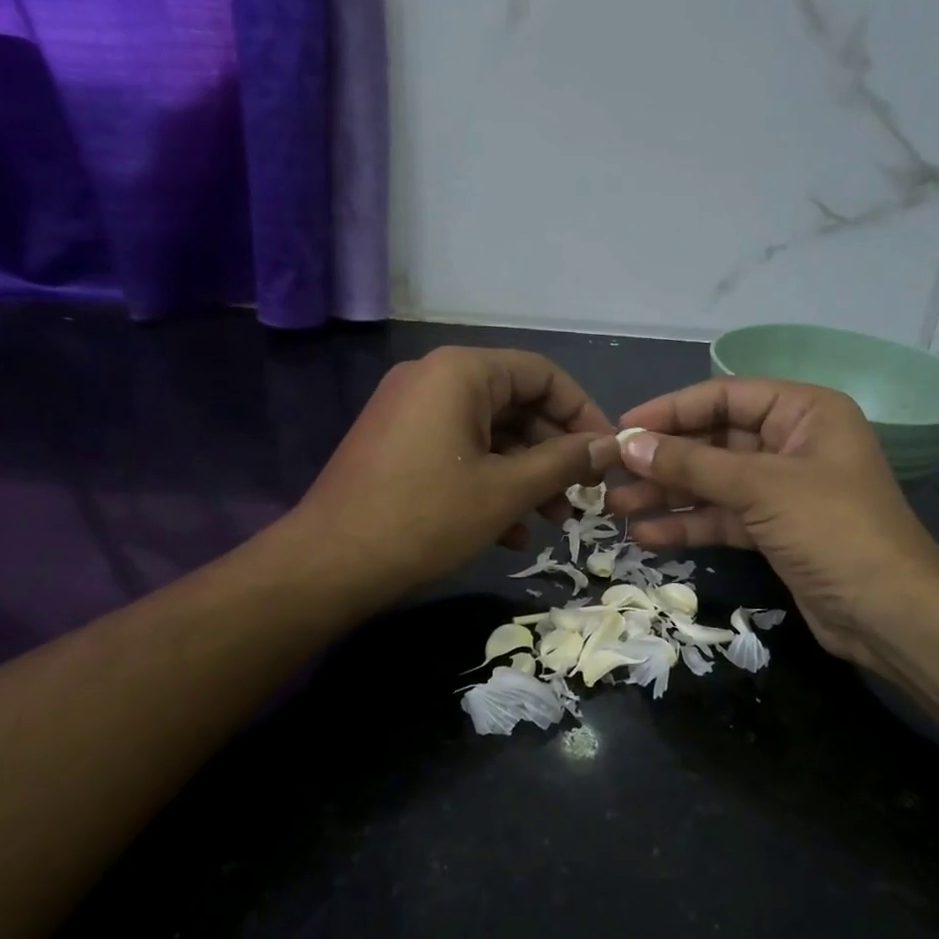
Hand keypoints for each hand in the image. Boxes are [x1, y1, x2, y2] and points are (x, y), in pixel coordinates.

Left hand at [284, 347, 618, 615]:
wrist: (328, 565)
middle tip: (584, 496)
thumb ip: (564, 462)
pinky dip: (490, 484)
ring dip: (527, 476)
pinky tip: (512, 533)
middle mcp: (434, 379)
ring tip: (555, 521)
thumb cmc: (426, 518)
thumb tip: (611, 446)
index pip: (542, 375)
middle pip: (516, 405)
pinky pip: (459, 452)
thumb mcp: (506, 491)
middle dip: (555, 453)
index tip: (607, 454)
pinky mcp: (398, 446)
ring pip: (489, 435)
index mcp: (461, 372)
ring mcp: (411, 413)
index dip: (583, 413)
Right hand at [606, 379, 938, 670]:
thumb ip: (693, 464)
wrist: (890, 614)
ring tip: (617, 508)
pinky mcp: (775, 531)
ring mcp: (783, 490)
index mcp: (804, 412)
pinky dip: (688, 525)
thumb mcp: (761, 488)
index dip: (671, 411)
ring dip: (668, 494)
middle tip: (610, 474)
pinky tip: (647, 536)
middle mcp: (792, 443)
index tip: (623, 430)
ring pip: (714, 483)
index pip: (724, 397)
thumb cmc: (834, 530)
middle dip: (664, 459)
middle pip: (715, 441)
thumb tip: (629, 445)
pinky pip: (723, 517)